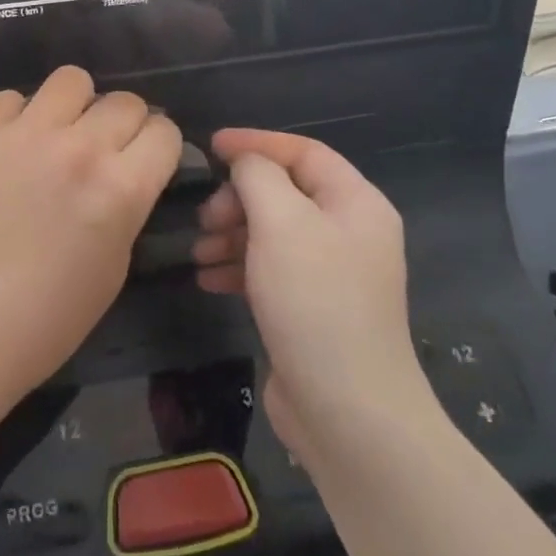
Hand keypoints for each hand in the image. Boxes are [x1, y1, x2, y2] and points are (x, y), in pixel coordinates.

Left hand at [0, 66, 181, 394]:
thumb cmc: (51, 315)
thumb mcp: (116, 262)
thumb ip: (126, 204)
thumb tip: (124, 172)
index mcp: (123, 187)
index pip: (164, 131)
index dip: (158, 146)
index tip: (144, 159)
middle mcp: (81, 148)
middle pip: (125, 101)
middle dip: (122, 124)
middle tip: (102, 150)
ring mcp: (26, 135)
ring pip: (71, 79)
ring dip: (74, 105)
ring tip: (57, 133)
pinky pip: (10, 98)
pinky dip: (16, 117)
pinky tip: (10, 147)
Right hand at [192, 129, 423, 462]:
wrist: (347, 412)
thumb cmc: (315, 301)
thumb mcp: (282, 222)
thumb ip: (258, 176)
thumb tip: (245, 163)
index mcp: (356, 203)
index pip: (304, 152)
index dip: (257, 143)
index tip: (211, 145)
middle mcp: (349, 232)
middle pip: (285, 192)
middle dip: (239, 198)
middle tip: (206, 217)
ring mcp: (333, 274)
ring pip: (273, 233)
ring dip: (232, 234)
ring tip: (199, 252)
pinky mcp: (313, 309)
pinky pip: (270, 269)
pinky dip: (239, 267)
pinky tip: (209, 279)